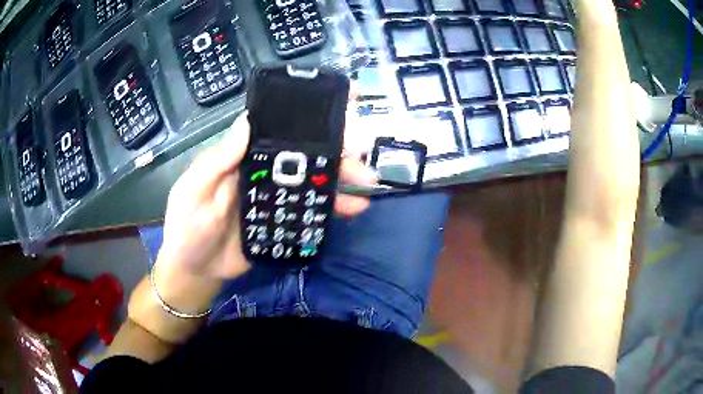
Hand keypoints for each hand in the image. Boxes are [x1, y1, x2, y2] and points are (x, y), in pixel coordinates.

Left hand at [156, 113, 376, 280]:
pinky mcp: (283, 225)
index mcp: (243, 159)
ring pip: (313, 183)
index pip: (277, 132)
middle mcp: (263, 174)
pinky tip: (353, 209)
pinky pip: (311, 213)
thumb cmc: (187, 226)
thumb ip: (216, 161)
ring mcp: (275, 200)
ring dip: (341, 181)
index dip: (305, 119)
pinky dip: (333, 210)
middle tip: (362, 155)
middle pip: (304, 157)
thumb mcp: (193, 190)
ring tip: (367, 184)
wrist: (196, 271)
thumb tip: (246, 121)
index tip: (337, 108)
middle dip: (335, 152)